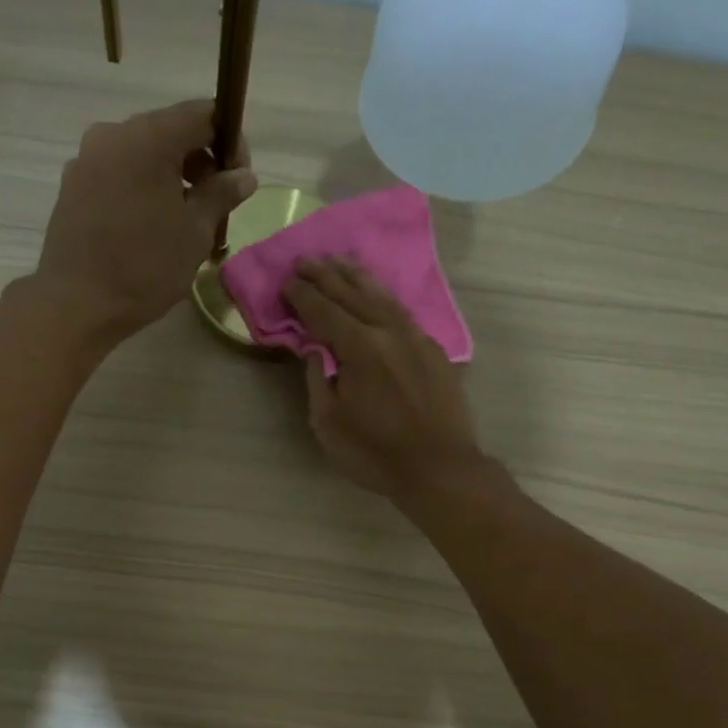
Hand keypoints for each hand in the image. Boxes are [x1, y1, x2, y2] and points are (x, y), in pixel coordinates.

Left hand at [33, 100, 257, 343]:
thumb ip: (221, 195)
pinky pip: (117, 173)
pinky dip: (140, 188)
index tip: (237, 179)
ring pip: (141, 154)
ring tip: (181, 221)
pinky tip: (147, 227)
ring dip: (168, 177)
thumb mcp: (195, 233)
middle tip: (213, 205)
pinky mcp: (72, 185)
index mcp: (149, 137)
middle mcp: (113, 134)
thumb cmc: (145, 268)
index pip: (203, 115)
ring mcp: (87, 159)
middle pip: (169, 132)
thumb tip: (243, 175)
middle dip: (198, 162)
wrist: (77, 303)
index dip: (229, 142)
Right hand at [285, 259, 483, 497]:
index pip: (325, 311)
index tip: (287, 280)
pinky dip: (383, 297)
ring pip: (383, 297)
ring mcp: (417, 338)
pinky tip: (377, 295)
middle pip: (353, 294)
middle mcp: (390, 332)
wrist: (440, 468)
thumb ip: (318, 380)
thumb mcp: (329, 423)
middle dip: (327, 275)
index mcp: (361, 348)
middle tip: (306, 259)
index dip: (304, 296)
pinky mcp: (434, 351)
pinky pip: (403, 312)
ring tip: (340, 261)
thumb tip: (315, 350)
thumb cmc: (375, 453)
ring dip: (358, 277)